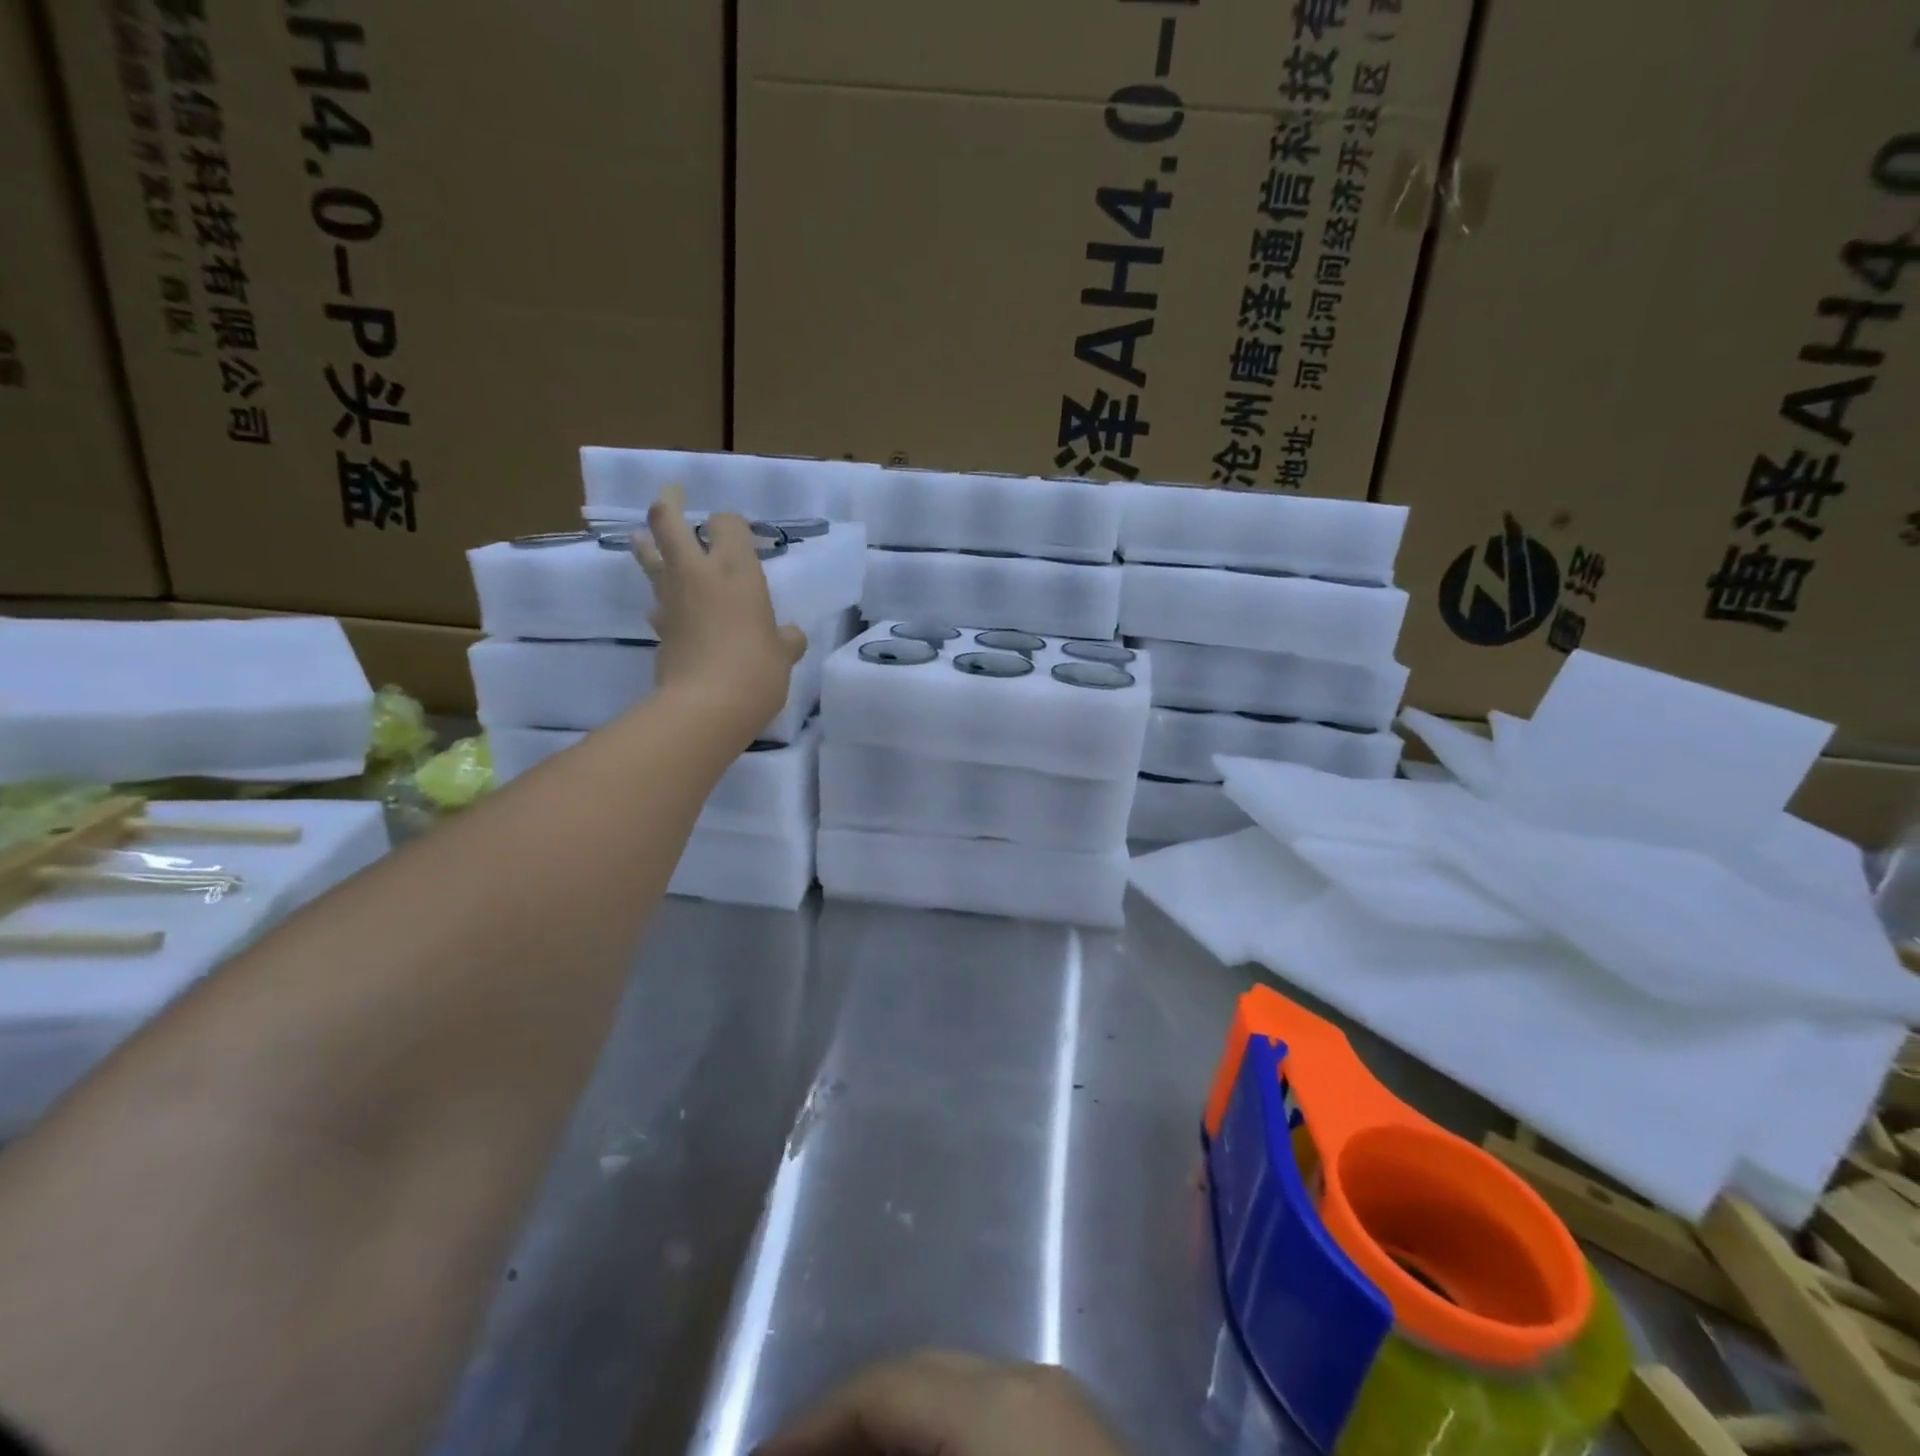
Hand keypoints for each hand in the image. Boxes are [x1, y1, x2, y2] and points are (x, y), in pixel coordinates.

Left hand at [633, 486, 806, 731]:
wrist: (706, 706)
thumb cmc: (756, 670)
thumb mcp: (784, 654)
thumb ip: (786, 639)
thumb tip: (789, 636)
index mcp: (737, 570)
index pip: (728, 523)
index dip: (732, 523)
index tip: (738, 531)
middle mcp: (698, 573)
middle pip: (668, 522)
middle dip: (668, 503)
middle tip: (673, 494)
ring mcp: (672, 598)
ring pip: (649, 556)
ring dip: (646, 543)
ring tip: (646, 537)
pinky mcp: (658, 627)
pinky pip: (656, 601)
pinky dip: (661, 599)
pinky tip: (668, 608)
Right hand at [755, 1351, 1129, 1455]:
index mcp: (997, 1399)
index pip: (882, 1388)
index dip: (809, 1426)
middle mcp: (1027, 1378)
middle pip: (914, 1380)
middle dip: (847, 1427)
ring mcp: (1059, 1404)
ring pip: (949, 1399)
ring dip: (891, 1437)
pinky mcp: (1074, 1435)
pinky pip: (984, 1422)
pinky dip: (936, 1444)